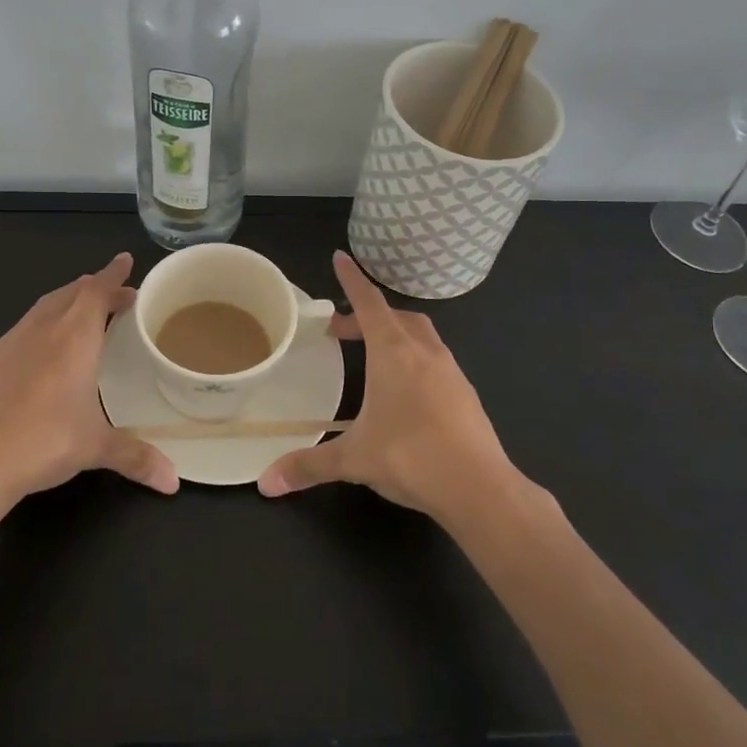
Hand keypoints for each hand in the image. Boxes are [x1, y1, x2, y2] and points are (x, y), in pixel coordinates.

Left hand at [0, 253, 178, 503]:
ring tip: (81, 313)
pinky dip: (42, 324)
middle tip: (116, 295)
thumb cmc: (45, 441)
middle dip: (95, 288)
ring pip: (44, 307)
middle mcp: (44, 329)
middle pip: (71, 293)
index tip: (125, 260)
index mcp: (75, 338)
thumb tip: (173, 481)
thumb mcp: (97, 447)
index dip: (113, 275)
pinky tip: (42, 348)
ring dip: (66, 302)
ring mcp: (12, 342)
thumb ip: (137, 457)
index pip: (97, 292)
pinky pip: (23, 328)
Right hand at [257, 251, 525, 526]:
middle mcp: (424, 352)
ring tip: (374, 357)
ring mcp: (451, 371)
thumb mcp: (354, 459)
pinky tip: (407, 391)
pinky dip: (416, 359)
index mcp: (394, 353)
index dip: (352, 280)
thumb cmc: (410, 457)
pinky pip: (436, 360)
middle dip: (367, 316)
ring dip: (395, 334)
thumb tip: (266, 483)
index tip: (340, 257)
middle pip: (395, 316)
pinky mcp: (466, 394)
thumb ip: (308, 465)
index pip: (368, 302)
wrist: (481, 488)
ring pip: (421, 335)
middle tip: (342, 332)